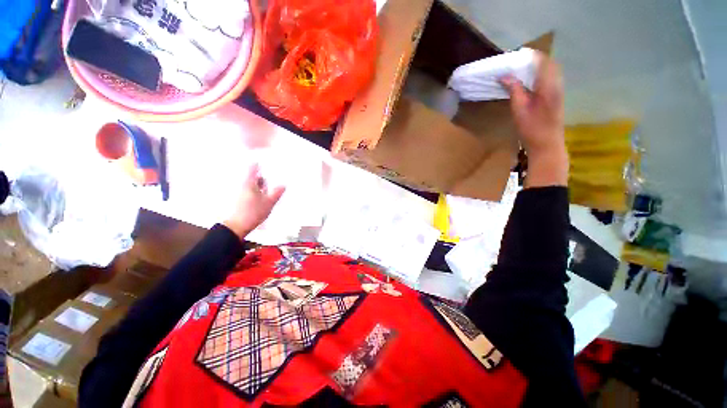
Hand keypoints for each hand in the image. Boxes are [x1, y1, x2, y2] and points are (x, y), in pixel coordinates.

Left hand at [223, 164, 285, 238]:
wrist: (236, 227)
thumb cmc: (253, 212)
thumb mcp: (269, 202)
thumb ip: (277, 193)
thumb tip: (283, 185)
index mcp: (249, 183)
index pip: (253, 168)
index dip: (260, 164)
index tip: (268, 164)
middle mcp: (243, 185)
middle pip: (253, 177)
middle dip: (263, 179)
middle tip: (272, 183)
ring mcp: (240, 193)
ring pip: (252, 185)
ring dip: (260, 187)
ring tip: (268, 194)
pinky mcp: (239, 200)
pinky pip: (250, 192)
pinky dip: (257, 193)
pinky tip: (262, 201)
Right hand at [501, 54, 567, 187]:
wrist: (547, 145)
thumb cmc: (532, 129)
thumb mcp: (519, 109)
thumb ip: (514, 90)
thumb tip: (504, 76)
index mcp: (549, 85)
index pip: (542, 60)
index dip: (529, 55)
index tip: (514, 56)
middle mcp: (557, 84)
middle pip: (548, 63)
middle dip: (533, 59)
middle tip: (516, 62)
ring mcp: (559, 90)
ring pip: (550, 70)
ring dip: (537, 66)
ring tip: (521, 70)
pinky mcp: (557, 96)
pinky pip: (550, 78)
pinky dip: (540, 74)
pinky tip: (530, 81)